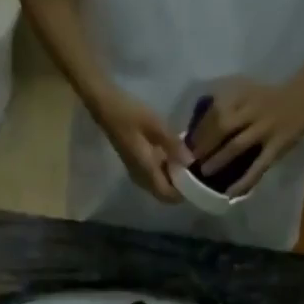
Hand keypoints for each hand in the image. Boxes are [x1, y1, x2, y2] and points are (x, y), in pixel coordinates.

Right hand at [93, 89, 191, 204]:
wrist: (106, 107)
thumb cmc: (129, 114)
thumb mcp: (155, 125)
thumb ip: (173, 145)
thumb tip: (191, 162)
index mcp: (146, 171)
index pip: (167, 195)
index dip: (182, 193)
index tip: (197, 180)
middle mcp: (141, 178)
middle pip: (164, 193)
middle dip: (179, 186)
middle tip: (195, 170)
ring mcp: (136, 172)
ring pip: (159, 186)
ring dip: (172, 178)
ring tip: (187, 162)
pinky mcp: (136, 165)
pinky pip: (154, 176)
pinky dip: (165, 171)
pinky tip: (173, 155)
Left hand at [191, 78, 303, 197]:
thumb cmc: (267, 98)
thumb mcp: (245, 91)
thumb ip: (224, 104)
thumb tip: (196, 126)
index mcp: (242, 95)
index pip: (214, 111)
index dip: (198, 129)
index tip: (185, 145)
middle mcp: (252, 110)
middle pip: (222, 126)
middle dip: (204, 145)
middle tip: (191, 162)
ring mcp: (265, 129)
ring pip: (237, 145)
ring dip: (218, 160)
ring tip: (204, 173)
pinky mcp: (277, 146)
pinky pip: (258, 166)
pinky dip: (244, 181)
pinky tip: (231, 193)